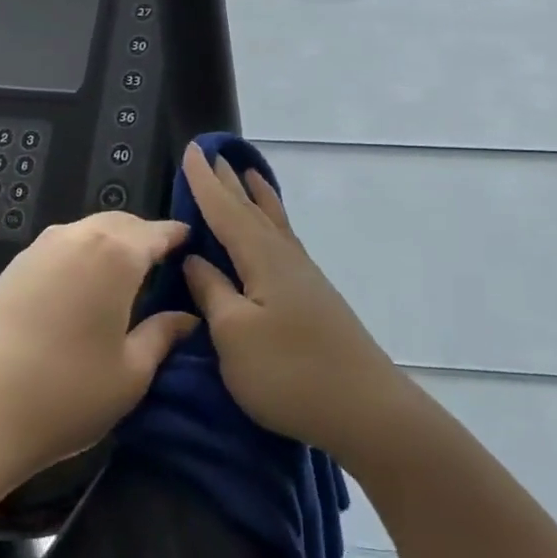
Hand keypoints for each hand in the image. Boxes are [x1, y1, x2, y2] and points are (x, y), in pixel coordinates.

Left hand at [0, 212, 196, 494]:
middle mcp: (79, 236)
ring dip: (112, 243)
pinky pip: (63, 246)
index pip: (157, 233)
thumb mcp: (130, 374)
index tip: (194, 244)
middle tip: (163, 264)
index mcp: (116, 254)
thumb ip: (162, 336)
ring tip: (126, 276)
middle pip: (122, 224)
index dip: (178, 238)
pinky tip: (85, 287)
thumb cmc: (66, 394)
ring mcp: (41, 248)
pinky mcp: (14, 266)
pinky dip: (83, 254)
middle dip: (145, 237)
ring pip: (89, 231)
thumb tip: (187, 318)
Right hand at [179, 144, 411, 469]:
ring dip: (256, 197)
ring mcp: (303, 276)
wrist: (365, 409)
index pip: (224, 209)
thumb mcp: (234, 334)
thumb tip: (194, 259)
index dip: (204, 181)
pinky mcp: (313, 297)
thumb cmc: (289, 372)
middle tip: (214, 153)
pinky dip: (272, 223)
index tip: (191, 148)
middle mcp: (284, 256)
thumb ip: (212, 291)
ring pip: (272, 223)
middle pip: (251, 209)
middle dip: (229, 183)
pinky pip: (283, 241)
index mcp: (261, 257)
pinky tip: (272, 235)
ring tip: (248, 174)